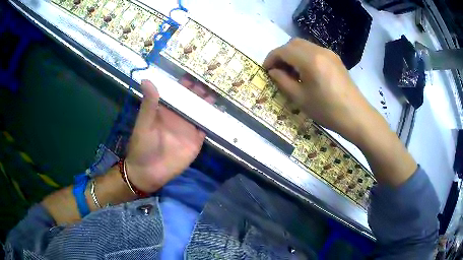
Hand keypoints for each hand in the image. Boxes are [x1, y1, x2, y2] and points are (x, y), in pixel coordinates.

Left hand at [125, 77, 214, 192]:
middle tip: (213, 80)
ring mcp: (188, 127)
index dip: (185, 82)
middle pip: (192, 99)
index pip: (177, 91)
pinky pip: (207, 127)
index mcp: (166, 109)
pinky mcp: (196, 140)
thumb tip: (146, 79)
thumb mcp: (144, 124)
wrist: (149, 173)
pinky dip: (214, 120)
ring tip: (218, 93)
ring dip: (209, 102)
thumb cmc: (143, 146)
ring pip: (201, 111)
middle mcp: (178, 115)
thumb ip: (149, 104)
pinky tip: (222, 112)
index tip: (196, 72)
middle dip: (201, 90)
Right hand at [263, 38, 374, 141]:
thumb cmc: (327, 110)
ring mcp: (329, 53)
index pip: (283, 50)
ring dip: (293, 54)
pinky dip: (304, 56)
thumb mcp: (300, 99)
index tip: (266, 70)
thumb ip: (283, 81)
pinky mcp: (335, 58)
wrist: (356, 115)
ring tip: (291, 72)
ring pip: (304, 45)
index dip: (271, 58)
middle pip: (293, 43)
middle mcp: (319, 50)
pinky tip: (306, 72)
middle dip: (282, 54)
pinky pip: (314, 51)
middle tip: (278, 71)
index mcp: (310, 60)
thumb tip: (273, 71)